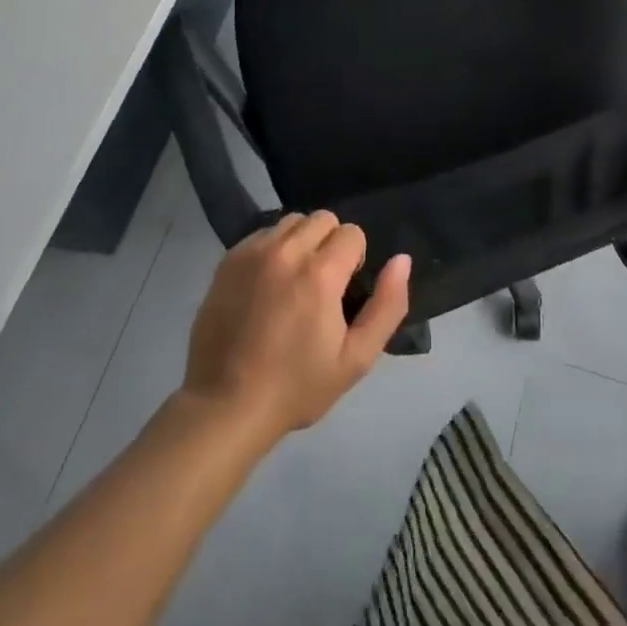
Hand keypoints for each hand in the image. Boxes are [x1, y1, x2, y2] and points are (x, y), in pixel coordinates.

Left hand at [181, 211, 410, 441]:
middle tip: (322, 284)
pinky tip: (267, 284)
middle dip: (331, 243)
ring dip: (301, 241)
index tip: (344, 291)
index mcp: (320, 273)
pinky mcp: (228, 259)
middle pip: (323, 218)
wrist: (224, 406)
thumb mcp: (356, 359)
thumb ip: (387, 306)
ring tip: (294, 281)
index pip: (352, 233)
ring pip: (291, 221)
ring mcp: (253, 251)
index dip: (355, 259)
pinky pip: (262, 234)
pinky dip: (272, 248)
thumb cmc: (296, 386)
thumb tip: (402, 260)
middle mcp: (286, 250)